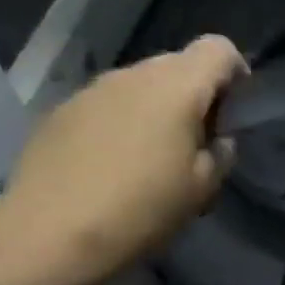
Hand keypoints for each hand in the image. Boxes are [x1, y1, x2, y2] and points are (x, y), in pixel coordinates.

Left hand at [0, 35, 246, 284]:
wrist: (49, 235)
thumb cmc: (141, 210)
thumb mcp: (202, 189)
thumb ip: (221, 154)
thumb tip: (218, 139)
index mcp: (177, 87)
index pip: (218, 49)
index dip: (235, 71)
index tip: (234, 109)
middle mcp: (134, 75)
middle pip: (179, 63)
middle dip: (196, 92)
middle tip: (197, 140)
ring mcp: (92, 90)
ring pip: (140, 83)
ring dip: (157, 107)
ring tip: (153, 155)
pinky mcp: (62, 111)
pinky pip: (107, 103)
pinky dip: (122, 121)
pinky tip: (113, 163)